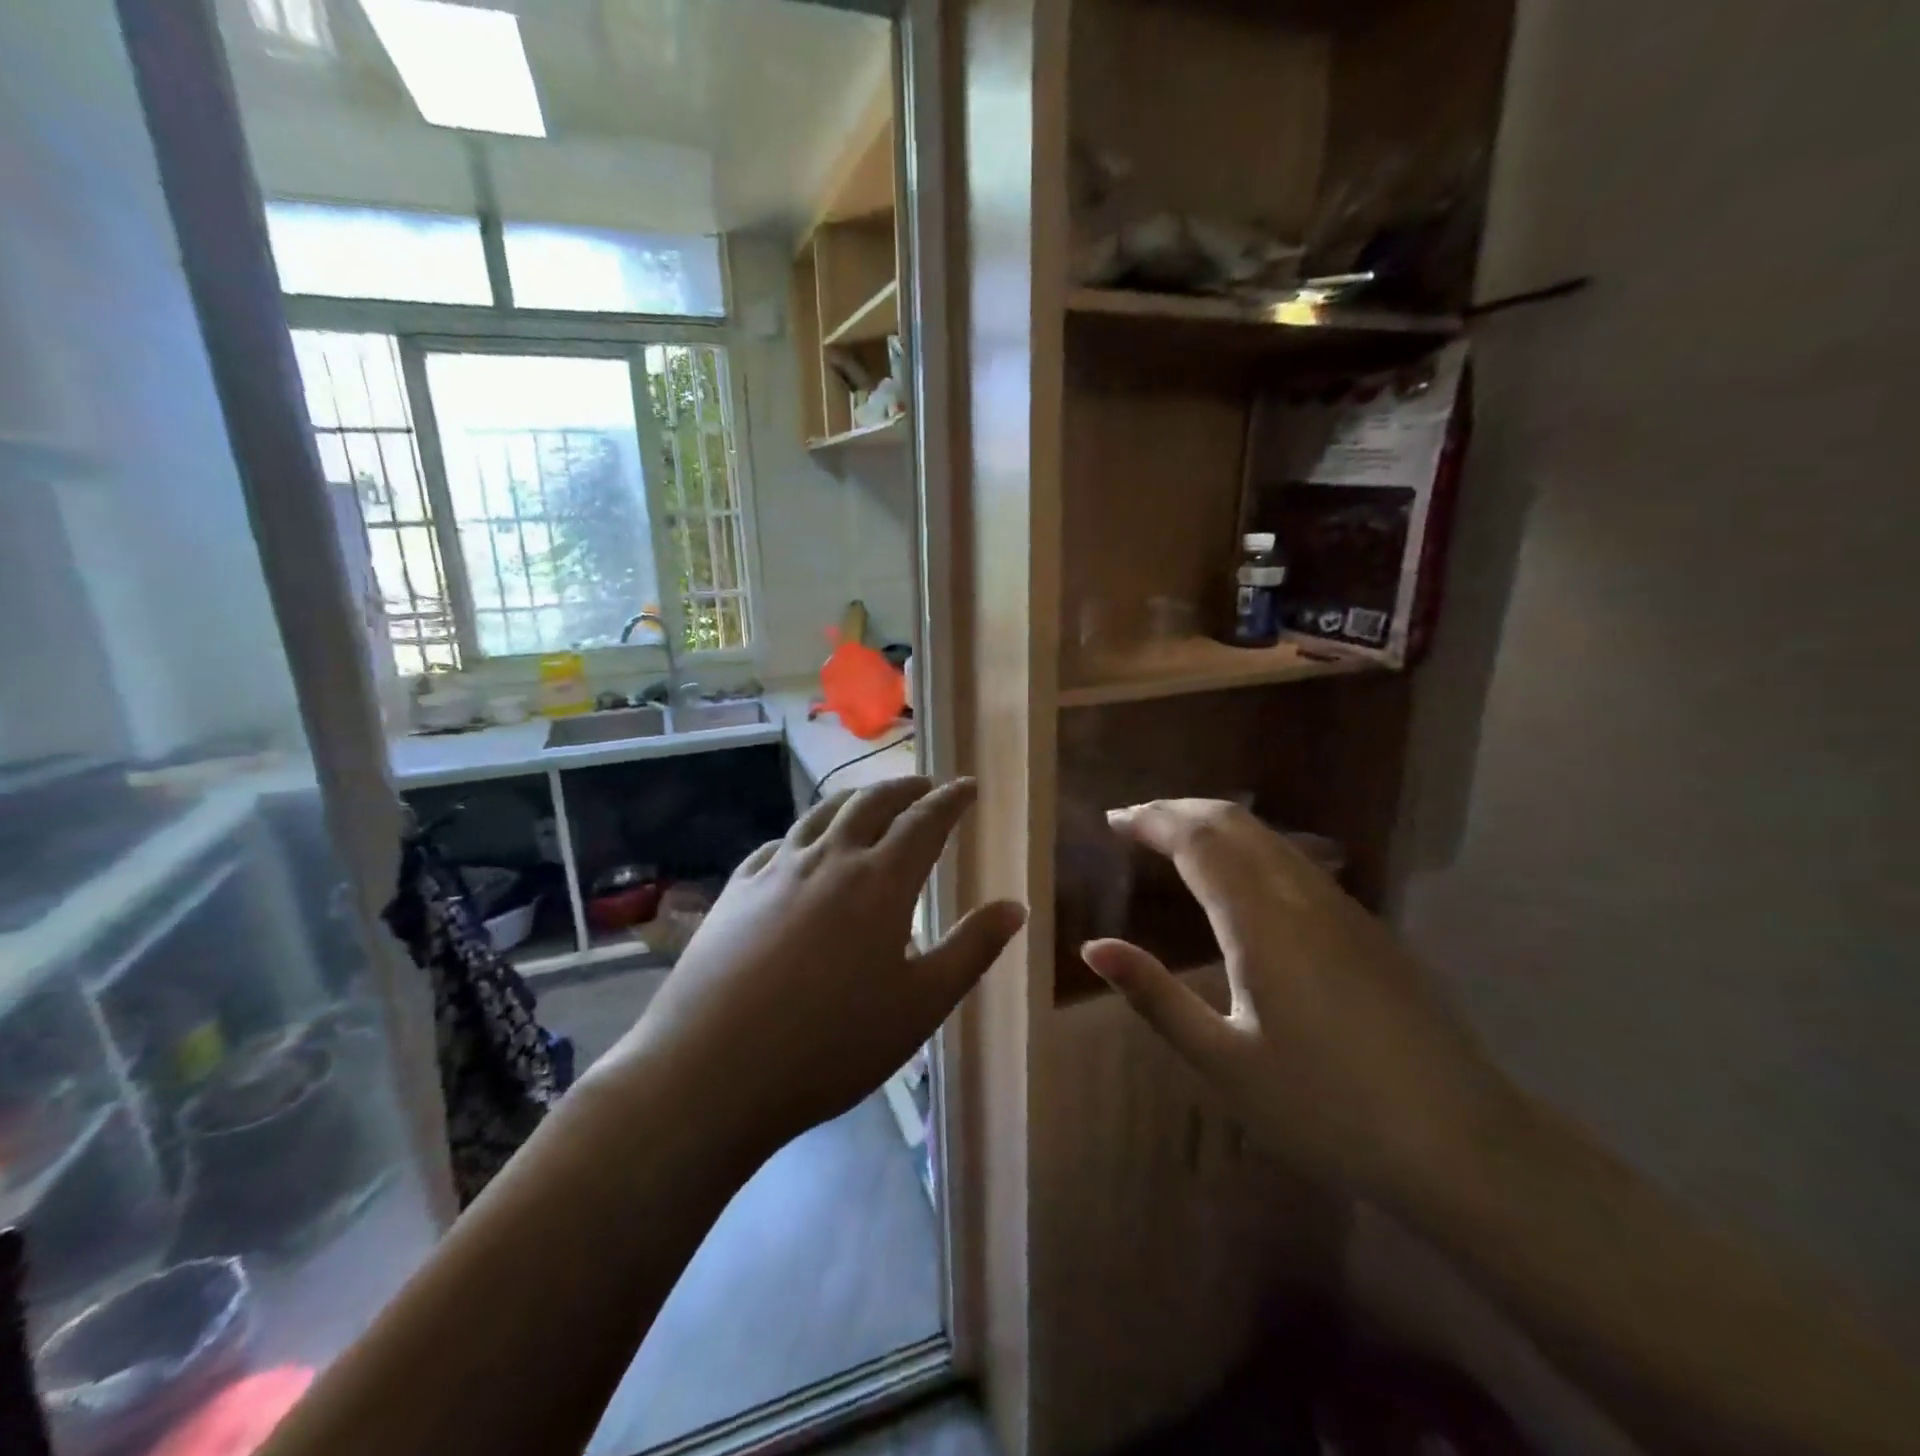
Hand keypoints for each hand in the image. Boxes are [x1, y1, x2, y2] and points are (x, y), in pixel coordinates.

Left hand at [596, 777, 1025, 1156]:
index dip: (951, 799)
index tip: (968, 786)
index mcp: (880, 882)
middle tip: (927, 787)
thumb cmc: (831, 1045)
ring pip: (823, 812)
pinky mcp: (737, 890)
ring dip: (856, 798)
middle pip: (873, 803)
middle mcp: (830, 859)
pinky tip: (804, 846)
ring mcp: (777, 870)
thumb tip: (1014, 906)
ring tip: (872, 801)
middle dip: (906, 788)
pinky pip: (780, 842)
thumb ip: (971, 950)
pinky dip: (807, 831)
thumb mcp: (920, 1006)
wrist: (710, 1072)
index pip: (925, 821)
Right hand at [1081, 800, 1519, 1204]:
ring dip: (1214, 823)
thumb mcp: (1223, 1061)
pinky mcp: (1366, 926)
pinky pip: (1294, 859)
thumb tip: (1093, 947)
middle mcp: (1301, 894)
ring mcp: (1342, 907)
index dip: (1151, 820)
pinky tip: (1238, 879)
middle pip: (1233, 821)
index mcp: (1260, 921)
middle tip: (1135, 822)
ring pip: (1268, 835)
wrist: (1464, 1146)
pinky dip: (1248, 846)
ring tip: (1174, 839)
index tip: (1112, 820)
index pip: (1196, 839)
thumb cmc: (1326, 1109)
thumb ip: (1154, 996)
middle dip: (1178, 809)